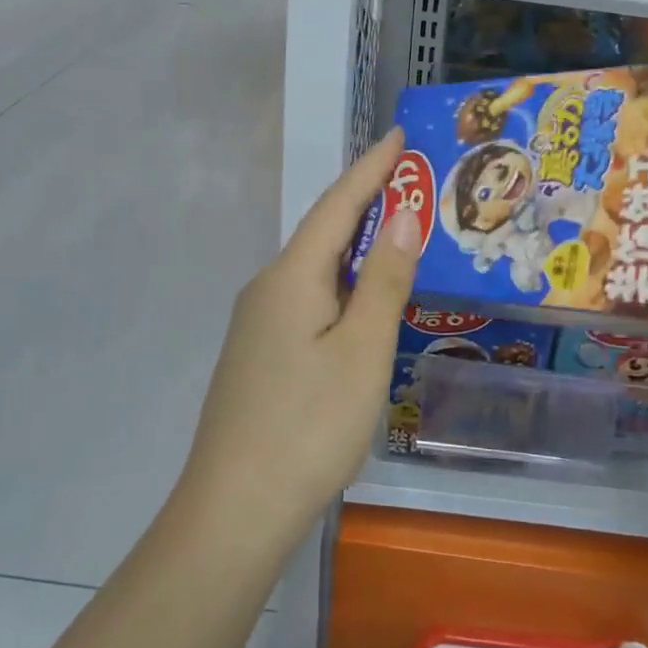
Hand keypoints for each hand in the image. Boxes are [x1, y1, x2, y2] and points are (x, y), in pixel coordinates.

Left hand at [180, 129, 419, 544]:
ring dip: (359, 245)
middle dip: (369, 202)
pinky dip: (345, 282)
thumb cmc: (308, 425)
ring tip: (401, 233)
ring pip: (318, 268)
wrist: (233, 513)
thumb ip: (385, 279)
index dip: (372, 168)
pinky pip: (311, 297)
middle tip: (414, 182)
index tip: (399, 135)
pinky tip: (364, 299)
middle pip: (325, 231)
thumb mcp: (362, 349)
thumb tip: (404, 214)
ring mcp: (260, 324)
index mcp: (292, 276)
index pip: (338, 204)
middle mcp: (269, 288)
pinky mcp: (262, 354)